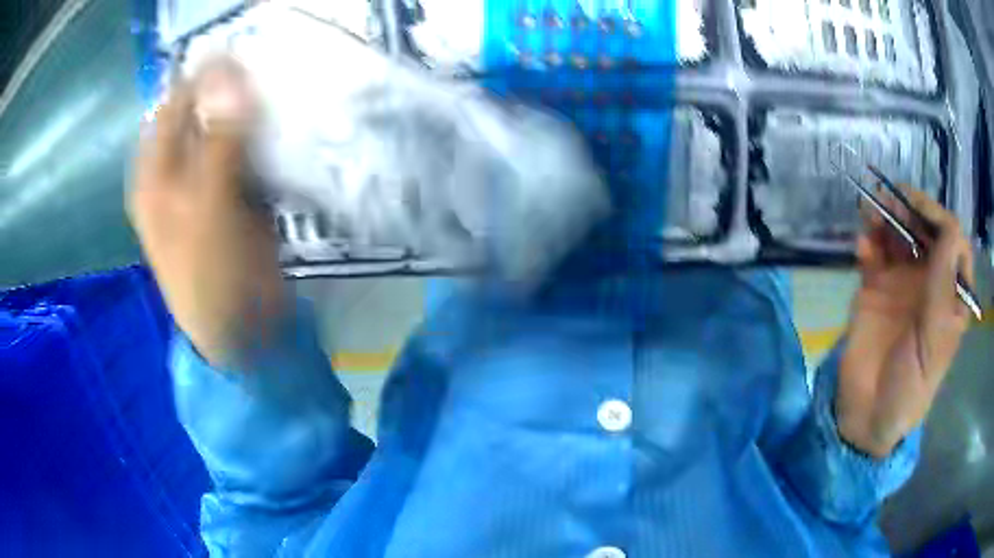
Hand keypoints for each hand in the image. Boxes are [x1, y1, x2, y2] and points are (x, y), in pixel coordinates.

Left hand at [129, 59, 285, 367]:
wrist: (242, 332)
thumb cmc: (209, 279)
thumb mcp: (206, 211)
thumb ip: (217, 143)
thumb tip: (230, 75)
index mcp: (155, 174)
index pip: (174, 104)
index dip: (205, 76)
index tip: (245, 54)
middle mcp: (177, 169)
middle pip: (202, 111)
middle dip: (233, 88)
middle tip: (271, 68)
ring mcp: (207, 179)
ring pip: (229, 127)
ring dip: (253, 108)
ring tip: (284, 87)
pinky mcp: (235, 191)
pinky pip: (249, 149)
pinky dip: (266, 134)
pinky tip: (287, 122)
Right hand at [836, 186, 974, 458]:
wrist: (867, 416)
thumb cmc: (910, 387)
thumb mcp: (934, 342)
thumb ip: (942, 287)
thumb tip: (951, 228)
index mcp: (951, 293)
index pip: (952, 241)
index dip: (938, 219)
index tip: (917, 210)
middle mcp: (930, 280)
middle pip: (924, 231)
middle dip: (909, 210)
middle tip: (889, 201)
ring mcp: (902, 282)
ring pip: (898, 235)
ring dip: (885, 218)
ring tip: (869, 212)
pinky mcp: (875, 288)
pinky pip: (873, 254)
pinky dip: (868, 244)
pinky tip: (861, 248)